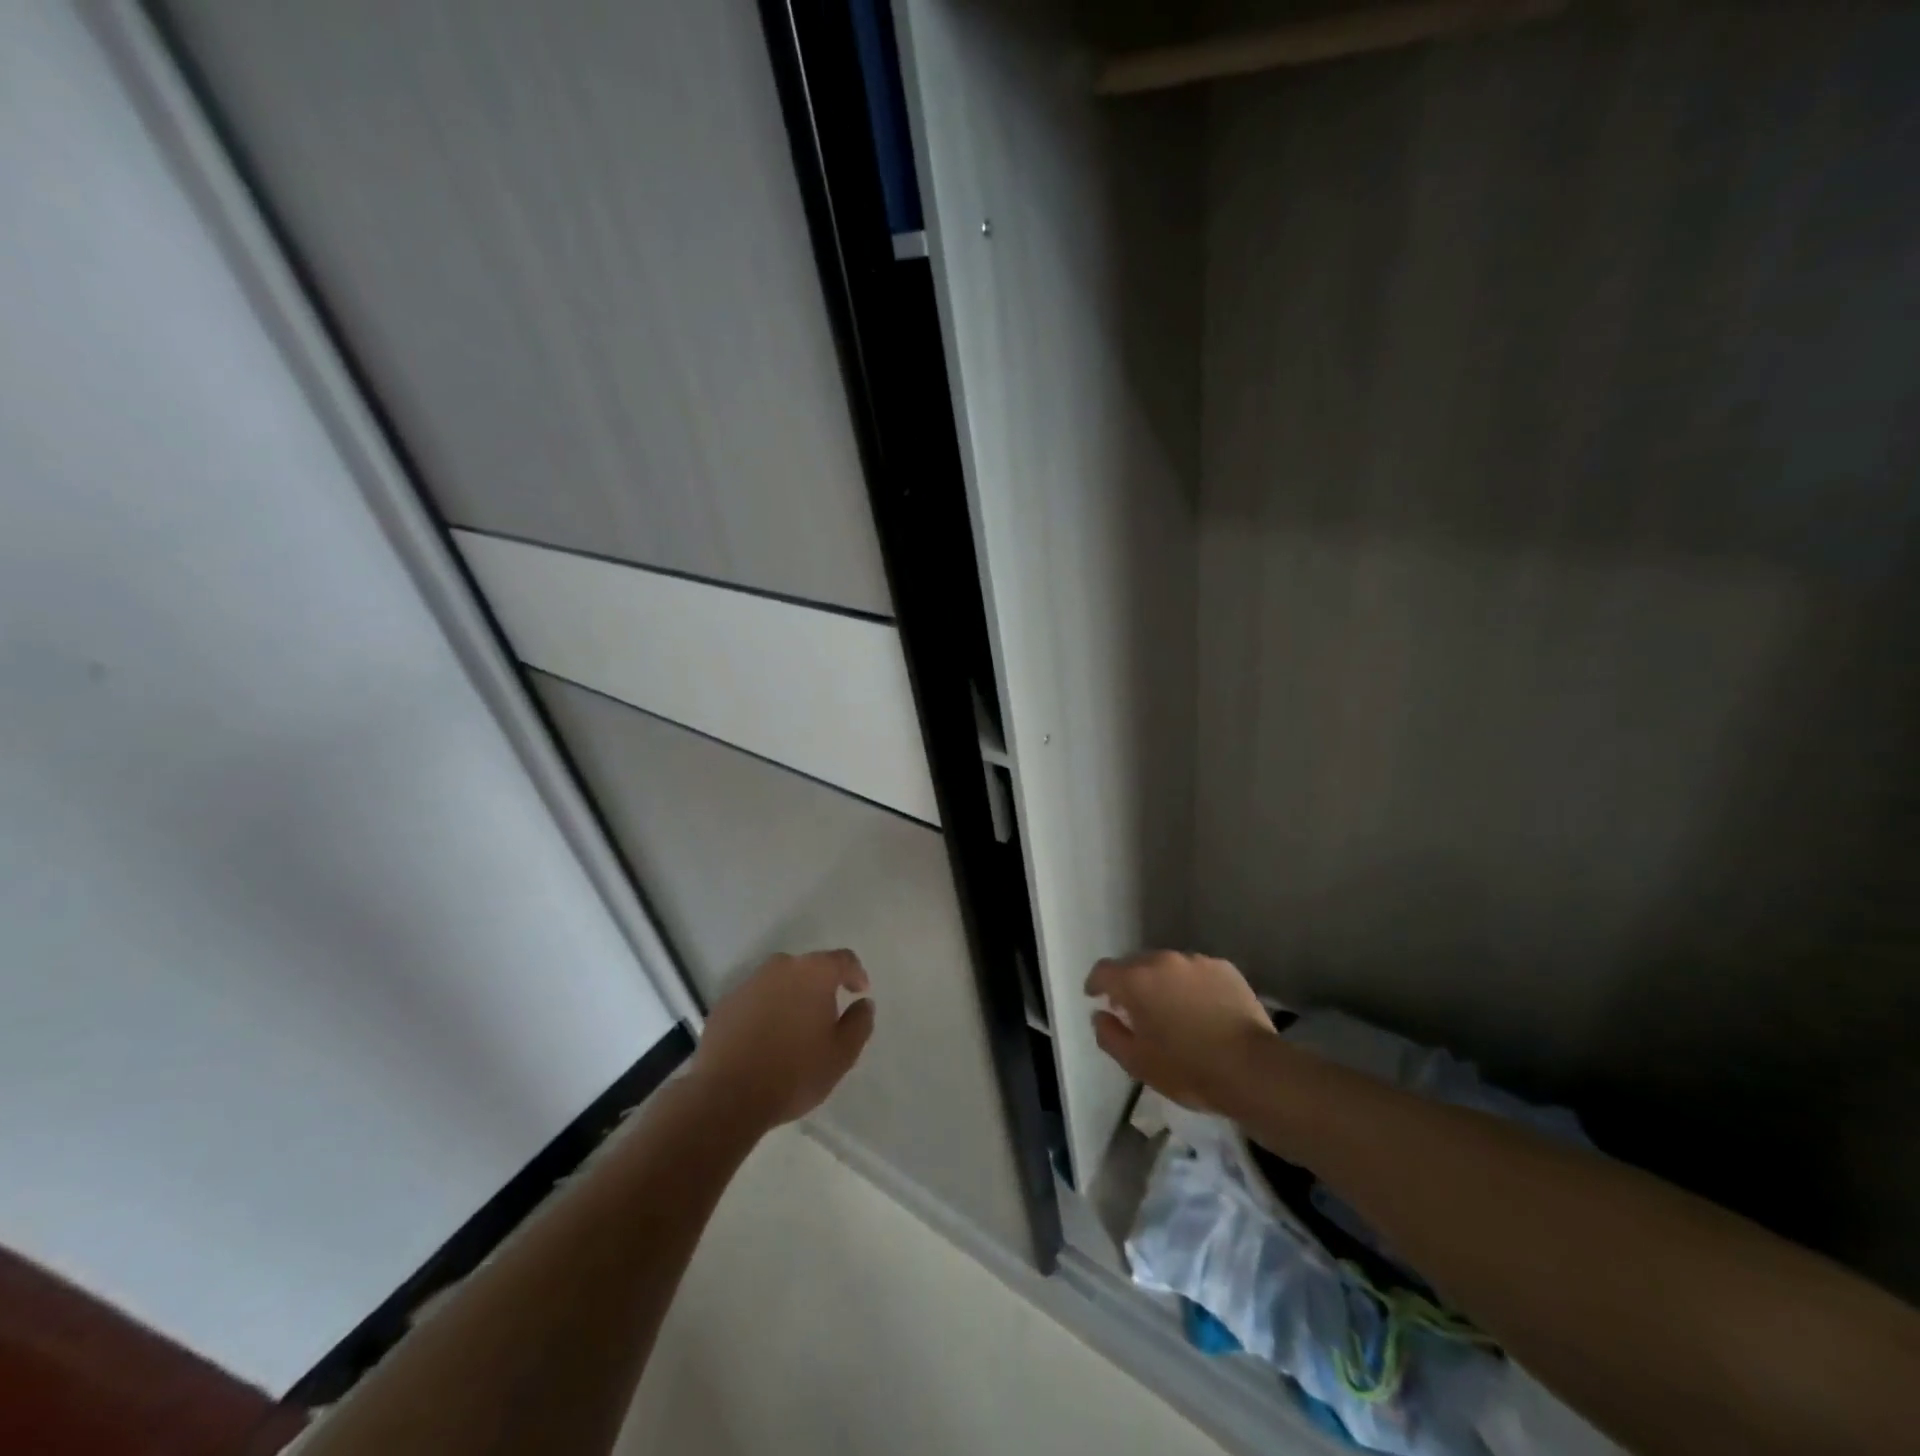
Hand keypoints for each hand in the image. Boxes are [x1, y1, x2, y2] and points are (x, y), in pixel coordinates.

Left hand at [692, 950, 874, 1131]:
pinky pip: (755, 1000)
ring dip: (790, 998)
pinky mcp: (724, 1004)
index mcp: (814, 972)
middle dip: (820, 987)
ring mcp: (748, 983)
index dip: (855, 974)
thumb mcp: (842, 1055)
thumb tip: (863, 1003)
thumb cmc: (794, 1073)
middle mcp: (780, 967)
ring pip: (779, 983)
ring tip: (793, 1031)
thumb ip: (860, 1023)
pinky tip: (764, 1040)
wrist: (726, 1098)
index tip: (859, 992)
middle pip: (808, 968)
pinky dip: (764, 1012)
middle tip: (825, 1016)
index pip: (843, 960)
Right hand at [1085, 950, 1272, 1113]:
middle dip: (1131, 983)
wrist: (1253, 1070)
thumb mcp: (1137, 1063)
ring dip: (1162, 983)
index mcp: (1136, 980)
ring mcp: (1197, 961)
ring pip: (1168, 967)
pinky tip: (1202, 1009)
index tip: (1096, 997)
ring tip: (1172, 1010)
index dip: (1096, 984)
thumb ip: (1109, 1035)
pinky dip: (1191, 985)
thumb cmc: (1188, 1069)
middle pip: (1136, 965)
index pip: (1104, 971)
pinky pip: (1197, 972)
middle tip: (1135, 1010)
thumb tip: (1100, 1015)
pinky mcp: (1225, 968)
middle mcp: (1163, 960)